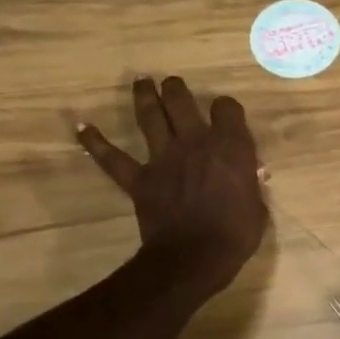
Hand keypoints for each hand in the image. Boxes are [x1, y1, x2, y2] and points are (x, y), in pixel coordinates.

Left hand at [76, 76, 267, 289]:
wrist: (196, 256)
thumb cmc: (236, 234)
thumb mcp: (257, 207)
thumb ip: (249, 186)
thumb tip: (247, 178)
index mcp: (231, 148)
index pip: (227, 109)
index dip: (227, 110)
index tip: (227, 116)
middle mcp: (195, 142)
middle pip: (181, 101)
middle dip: (177, 90)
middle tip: (174, 85)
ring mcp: (163, 158)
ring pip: (150, 117)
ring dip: (144, 97)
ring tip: (141, 82)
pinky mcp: (139, 179)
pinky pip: (112, 157)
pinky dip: (96, 142)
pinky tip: (82, 128)